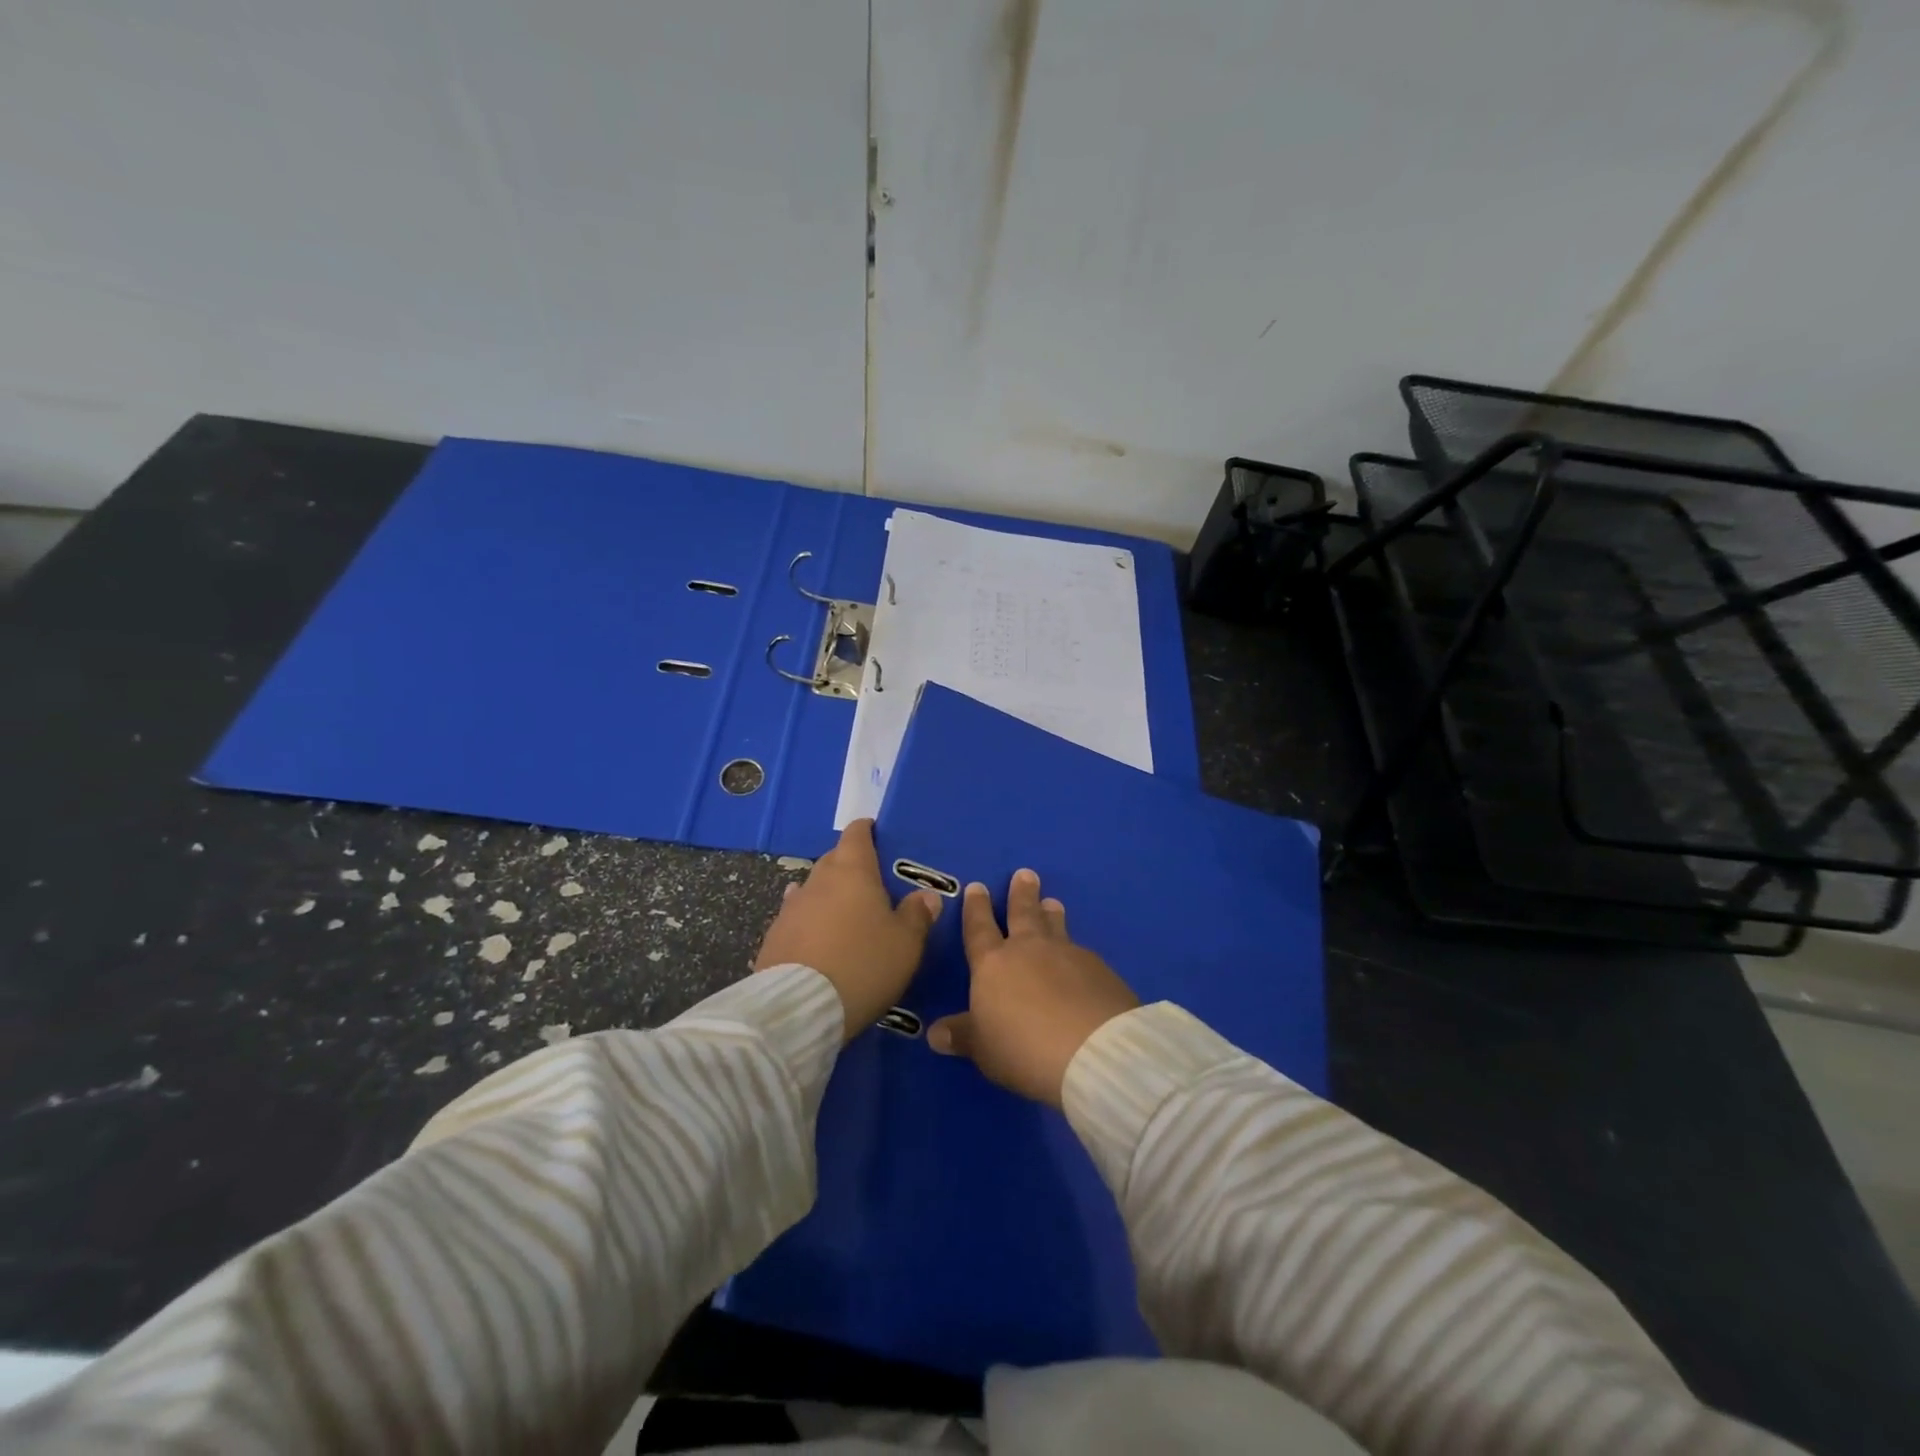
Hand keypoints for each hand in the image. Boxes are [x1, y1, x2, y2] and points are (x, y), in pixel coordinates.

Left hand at [754, 819, 942, 1039]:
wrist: (800, 1008)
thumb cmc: (863, 964)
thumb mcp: (906, 944)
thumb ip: (918, 915)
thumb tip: (926, 895)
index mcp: (852, 872)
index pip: (857, 835)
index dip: (866, 831)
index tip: (875, 832)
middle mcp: (818, 881)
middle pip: (834, 860)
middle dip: (850, 864)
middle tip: (870, 881)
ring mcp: (790, 908)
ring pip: (813, 889)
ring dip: (827, 895)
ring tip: (843, 910)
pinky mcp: (773, 937)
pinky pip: (797, 918)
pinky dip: (809, 921)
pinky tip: (814, 933)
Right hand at [928, 869, 1139, 1107]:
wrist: (1092, 1050)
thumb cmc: (1023, 1047)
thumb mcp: (983, 1048)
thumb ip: (962, 1036)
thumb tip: (934, 1034)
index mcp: (993, 964)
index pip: (979, 929)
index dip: (976, 908)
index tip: (977, 886)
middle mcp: (1029, 949)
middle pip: (1023, 914)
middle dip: (1021, 894)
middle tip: (1025, 874)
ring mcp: (1067, 955)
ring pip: (1056, 926)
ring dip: (1052, 913)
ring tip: (1053, 902)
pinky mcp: (1099, 970)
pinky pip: (1082, 952)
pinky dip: (1076, 950)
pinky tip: (1081, 956)